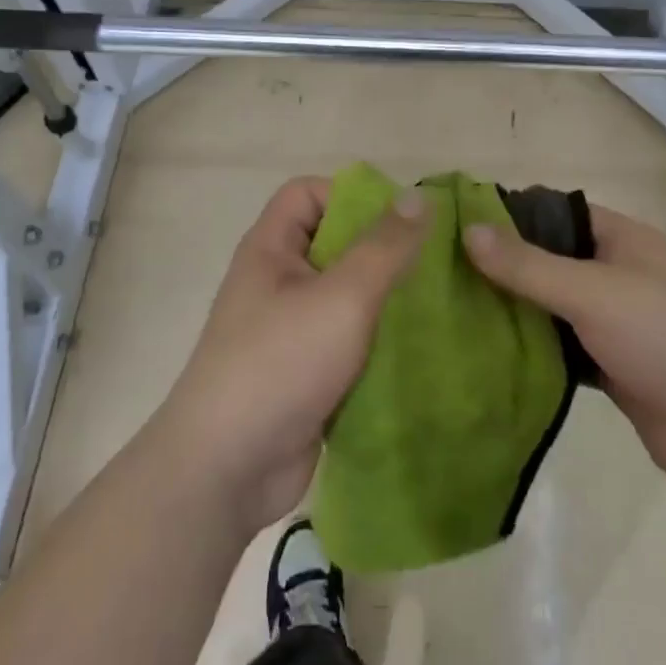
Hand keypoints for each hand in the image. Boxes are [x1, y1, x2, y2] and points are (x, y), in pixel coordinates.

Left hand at [156, 176, 427, 534]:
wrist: (226, 471)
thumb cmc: (280, 364)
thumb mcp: (342, 297)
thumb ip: (384, 247)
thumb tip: (421, 196)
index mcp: (271, 249)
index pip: (308, 193)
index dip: (351, 195)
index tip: (402, 219)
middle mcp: (278, 282)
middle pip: (334, 244)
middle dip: (384, 249)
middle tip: (436, 262)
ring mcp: (291, 331)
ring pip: (347, 296)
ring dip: (388, 299)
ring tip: (439, 304)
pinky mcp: (307, 373)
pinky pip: (350, 341)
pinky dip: (380, 341)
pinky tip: (422, 349)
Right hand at [465, 206, 665, 493]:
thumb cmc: (665, 338)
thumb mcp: (593, 292)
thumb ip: (529, 265)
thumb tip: (469, 230)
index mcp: (623, 240)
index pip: (558, 212)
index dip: (513, 215)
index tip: (458, 225)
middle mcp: (618, 274)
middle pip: (551, 260)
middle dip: (505, 265)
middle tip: (444, 271)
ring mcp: (615, 323)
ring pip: (553, 307)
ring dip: (515, 309)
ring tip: (453, 308)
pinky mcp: (610, 366)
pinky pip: (561, 348)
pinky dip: (531, 348)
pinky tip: (488, 350)